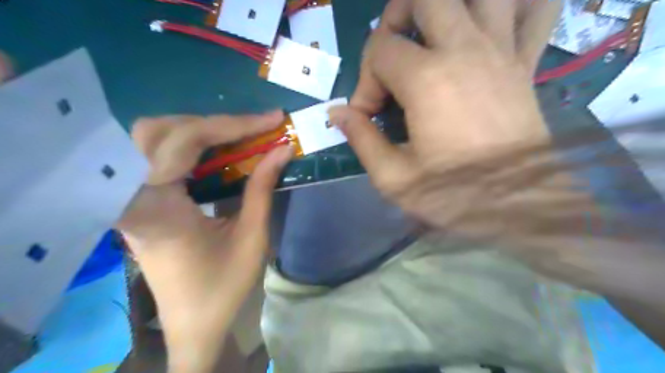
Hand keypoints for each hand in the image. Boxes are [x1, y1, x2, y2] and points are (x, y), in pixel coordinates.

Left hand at [116, 112, 292, 371]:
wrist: (192, 324)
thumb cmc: (223, 287)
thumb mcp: (252, 237)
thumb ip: (263, 187)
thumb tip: (282, 149)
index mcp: (156, 209)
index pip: (184, 143)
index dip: (231, 125)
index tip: (271, 120)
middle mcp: (131, 197)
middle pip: (155, 131)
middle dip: (209, 123)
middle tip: (250, 130)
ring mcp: (130, 199)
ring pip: (151, 140)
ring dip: (197, 131)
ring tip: (238, 136)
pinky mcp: (140, 202)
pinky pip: (157, 158)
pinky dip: (190, 146)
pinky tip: (217, 153)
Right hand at [330, 1, 664, 303]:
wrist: (521, 208)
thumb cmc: (455, 195)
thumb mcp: (394, 178)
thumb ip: (361, 139)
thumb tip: (337, 114)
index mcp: (427, 80)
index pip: (379, 52)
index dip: (365, 81)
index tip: (368, 115)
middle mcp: (465, 50)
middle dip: (396, 18)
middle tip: (392, 55)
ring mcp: (501, 51)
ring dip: (446, 4)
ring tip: (430, 33)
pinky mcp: (526, 64)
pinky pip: (535, 10)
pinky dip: (518, 6)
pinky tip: (494, 21)